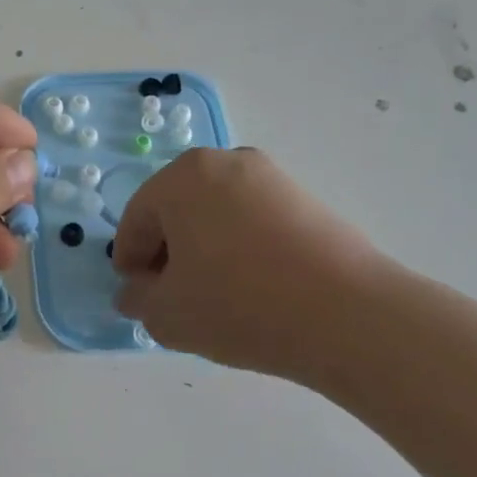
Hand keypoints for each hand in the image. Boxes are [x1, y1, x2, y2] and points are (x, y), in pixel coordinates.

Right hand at [111, 147, 392, 387]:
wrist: (346, 314)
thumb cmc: (238, 304)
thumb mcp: (167, 314)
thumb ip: (138, 300)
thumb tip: (136, 293)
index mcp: (182, 177)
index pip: (138, 219)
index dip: (130, 260)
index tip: (137, 295)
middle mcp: (224, 162)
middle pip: (177, 210)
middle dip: (167, 252)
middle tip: (172, 295)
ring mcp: (270, 177)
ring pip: (216, 214)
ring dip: (204, 249)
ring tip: (214, 295)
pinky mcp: (305, 199)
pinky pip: (252, 221)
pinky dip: (240, 247)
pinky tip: (251, 287)